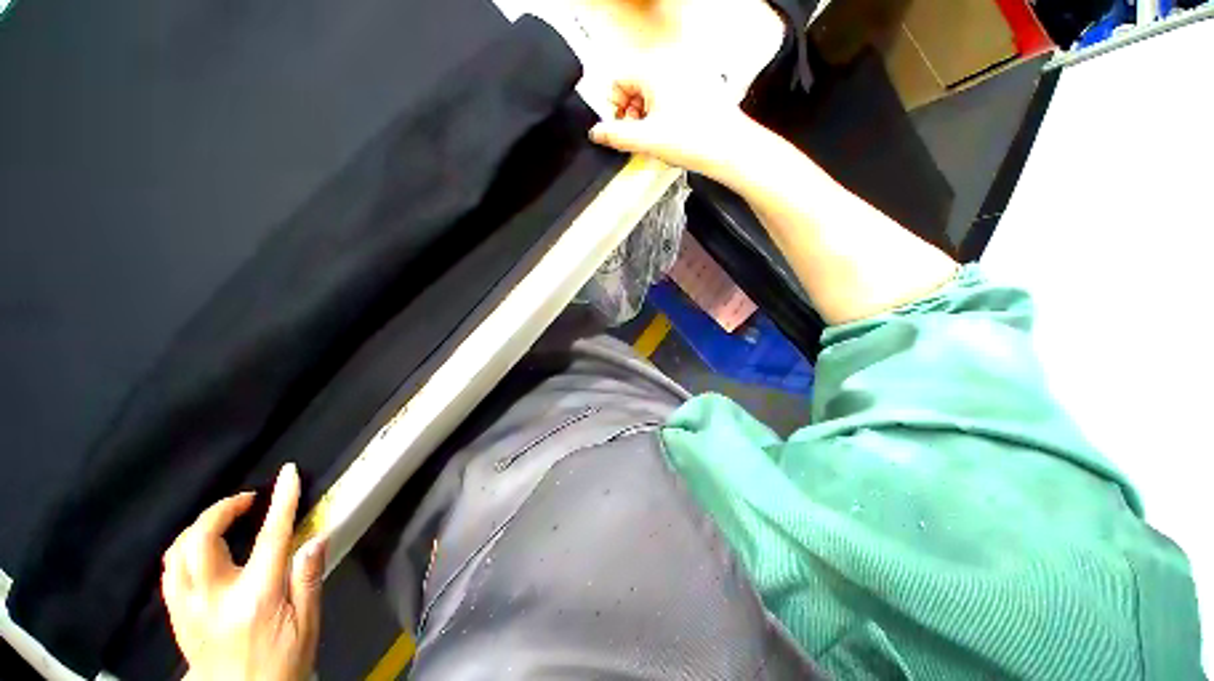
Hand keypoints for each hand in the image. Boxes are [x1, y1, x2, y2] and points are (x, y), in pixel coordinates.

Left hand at [161, 463, 325, 680]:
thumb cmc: (282, 662)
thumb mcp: (307, 625)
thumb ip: (308, 580)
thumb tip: (316, 538)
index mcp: (256, 597)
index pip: (271, 537)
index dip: (282, 501)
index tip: (288, 473)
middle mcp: (215, 598)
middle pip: (201, 539)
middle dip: (222, 509)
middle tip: (247, 501)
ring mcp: (189, 608)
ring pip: (177, 552)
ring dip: (200, 527)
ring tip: (223, 521)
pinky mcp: (177, 617)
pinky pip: (169, 571)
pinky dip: (184, 549)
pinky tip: (200, 550)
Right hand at [588, 75, 759, 178]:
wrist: (729, 148)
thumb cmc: (694, 139)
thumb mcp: (645, 140)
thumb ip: (615, 136)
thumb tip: (596, 133)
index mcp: (654, 69)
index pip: (617, 79)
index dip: (614, 107)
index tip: (620, 127)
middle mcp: (671, 64)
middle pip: (634, 84)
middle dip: (630, 112)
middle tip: (637, 135)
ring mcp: (687, 74)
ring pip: (652, 91)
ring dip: (645, 114)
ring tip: (654, 137)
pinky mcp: (698, 87)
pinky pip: (669, 95)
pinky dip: (662, 113)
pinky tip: (669, 133)